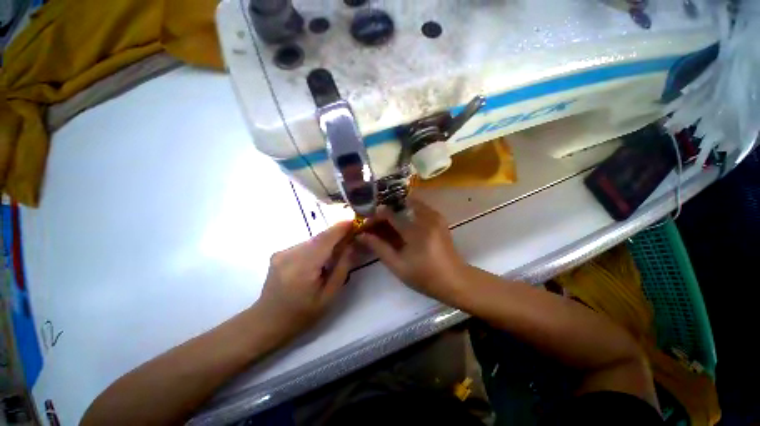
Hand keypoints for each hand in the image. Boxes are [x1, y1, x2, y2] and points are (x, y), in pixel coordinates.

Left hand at [254, 221, 354, 339]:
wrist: (267, 321)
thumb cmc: (302, 314)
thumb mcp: (329, 296)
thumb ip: (342, 268)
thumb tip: (351, 246)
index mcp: (303, 267)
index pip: (325, 240)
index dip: (340, 229)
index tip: (354, 222)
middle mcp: (290, 255)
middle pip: (319, 238)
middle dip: (336, 234)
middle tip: (352, 235)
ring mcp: (282, 253)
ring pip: (312, 240)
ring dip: (327, 241)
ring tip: (338, 249)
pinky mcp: (279, 253)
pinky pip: (304, 245)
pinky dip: (316, 247)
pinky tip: (320, 258)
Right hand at [358, 197, 467, 304]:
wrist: (455, 279)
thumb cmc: (424, 276)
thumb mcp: (398, 266)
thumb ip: (379, 248)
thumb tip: (362, 235)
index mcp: (415, 231)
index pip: (389, 214)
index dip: (375, 217)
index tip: (367, 224)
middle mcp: (425, 217)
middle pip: (398, 205)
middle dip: (385, 212)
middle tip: (377, 224)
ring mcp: (434, 216)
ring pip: (409, 203)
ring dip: (396, 210)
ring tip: (388, 223)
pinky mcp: (439, 218)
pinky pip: (419, 207)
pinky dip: (407, 211)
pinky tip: (403, 223)